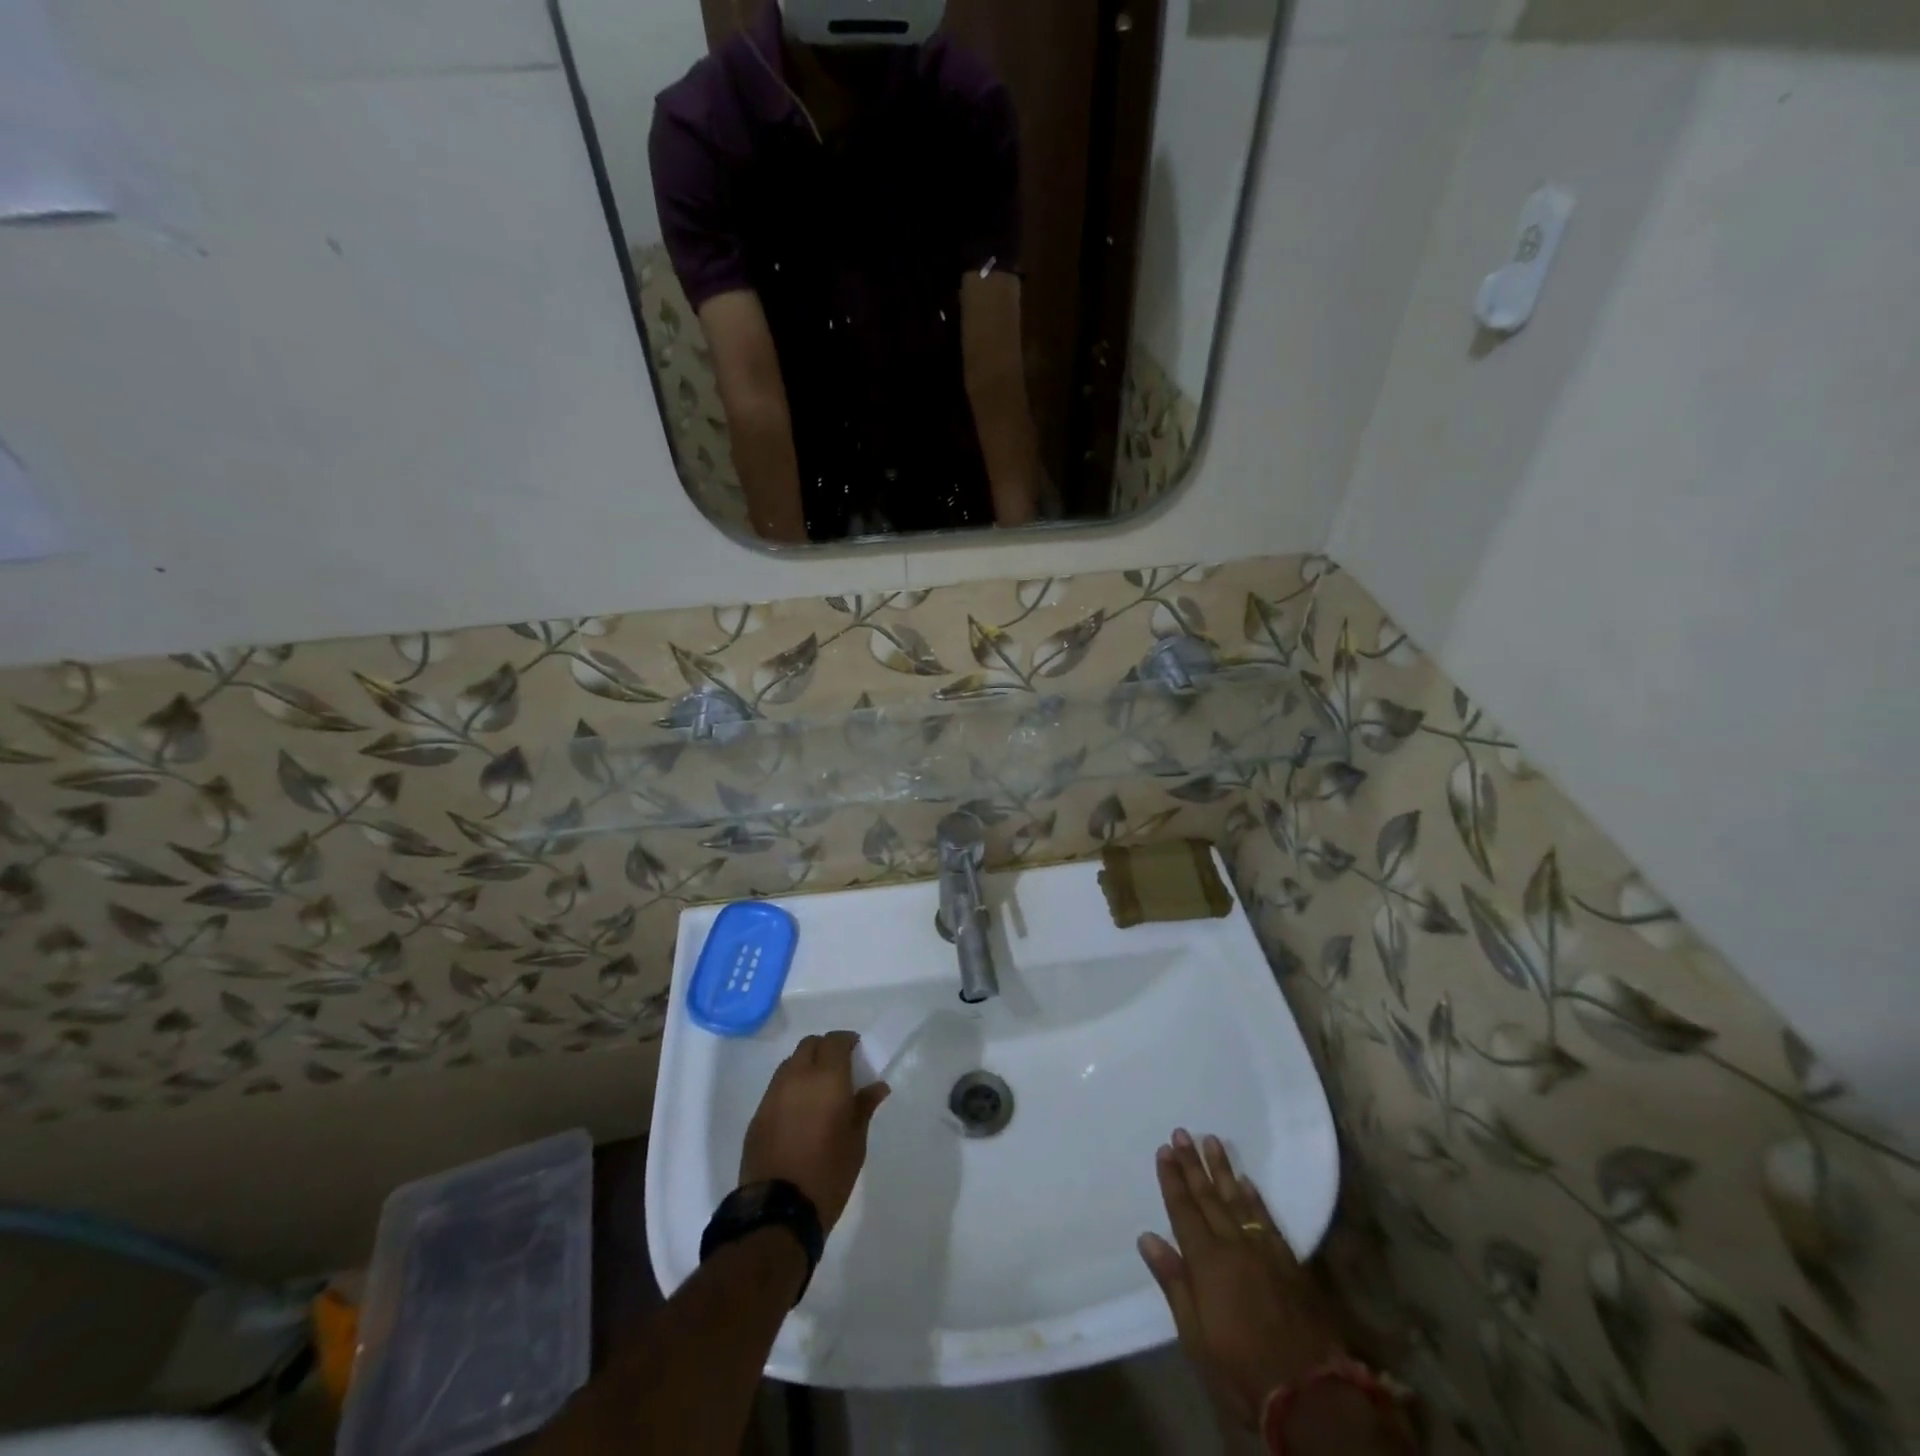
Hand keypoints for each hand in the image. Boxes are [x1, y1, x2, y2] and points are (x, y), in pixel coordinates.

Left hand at [740, 1032, 889, 1232]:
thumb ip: (864, 1106)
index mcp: (826, 1079)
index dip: (847, 1041)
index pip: (835, 1041)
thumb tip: (877, 1085)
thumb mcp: (856, 1142)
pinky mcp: (757, 1115)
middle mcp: (797, 1077)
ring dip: (805, 1066)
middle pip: (809, 1045)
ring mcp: (773, 1095)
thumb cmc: (828, 1175)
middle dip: (825, 1049)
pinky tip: (799, 1113)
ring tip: (818, 1091)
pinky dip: (790, 1088)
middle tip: (839, 1070)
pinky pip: (776, 1087)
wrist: (778, 1212)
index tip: (857, 1053)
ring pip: (790, 1063)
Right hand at [1138, 1130, 1343, 1430]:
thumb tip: (1147, 1237)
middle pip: (1208, 1197)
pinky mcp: (1289, 1263)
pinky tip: (1246, 1181)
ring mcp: (1264, 1252)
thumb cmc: (1241, 1370)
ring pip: (1237, 1199)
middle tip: (1182, 1132)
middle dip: (1192, 1164)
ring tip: (1211, 1140)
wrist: (1310, 1395)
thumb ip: (1174, 1282)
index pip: (1183, 1210)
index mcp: (1206, 1261)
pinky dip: (1254, 1197)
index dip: (1172, 1179)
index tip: (1164, 1150)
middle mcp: (1233, 1246)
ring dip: (1222, 1169)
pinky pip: (1266, 1219)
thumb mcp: (1195, 1337)